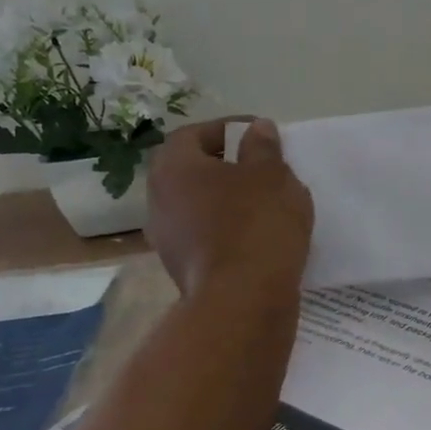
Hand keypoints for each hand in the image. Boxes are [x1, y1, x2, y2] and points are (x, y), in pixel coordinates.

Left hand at [144, 118, 313, 297]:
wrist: (243, 300)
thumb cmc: (256, 223)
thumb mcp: (272, 174)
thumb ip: (263, 147)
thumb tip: (256, 129)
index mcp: (173, 168)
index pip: (194, 134)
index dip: (228, 129)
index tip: (260, 135)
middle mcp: (159, 200)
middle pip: (193, 171)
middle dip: (227, 166)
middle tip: (263, 167)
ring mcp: (167, 238)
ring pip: (199, 206)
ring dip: (228, 200)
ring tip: (266, 202)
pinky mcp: (183, 268)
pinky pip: (206, 235)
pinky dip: (228, 229)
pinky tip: (259, 235)